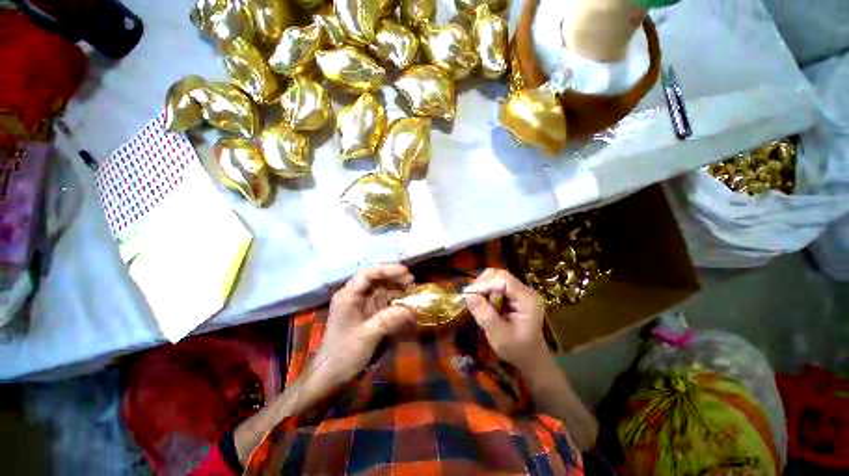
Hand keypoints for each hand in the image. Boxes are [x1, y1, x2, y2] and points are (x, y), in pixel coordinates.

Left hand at [302, 264, 414, 396]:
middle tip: (412, 282)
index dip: (387, 269)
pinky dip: (395, 300)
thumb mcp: (366, 336)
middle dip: (394, 278)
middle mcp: (354, 295)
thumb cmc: (343, 354)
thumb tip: (411, 309)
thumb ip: (388, 320)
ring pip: (381, 288)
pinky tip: (406, 302)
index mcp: (348, 296)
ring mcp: (361, 303)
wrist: (330, 375)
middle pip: (376, 278)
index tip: (405, 272)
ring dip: (397, 288)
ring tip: (412, 291)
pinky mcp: (368, 312)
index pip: (367, 274)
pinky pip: (384, 300)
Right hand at [463, 269, 549, 373]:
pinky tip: (482, 301)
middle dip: (482, 283)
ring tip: (475, 299)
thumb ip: (484, 314)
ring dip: (483, 285)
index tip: (468, 294)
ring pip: (497, 277)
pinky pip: (497, 284)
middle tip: (469, 296)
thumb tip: (467, 295)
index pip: (504, 280)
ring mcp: (521, 291)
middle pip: (500, 275)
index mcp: (527, 300)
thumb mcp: (498, 336)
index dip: (484, 283)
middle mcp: (526, 290)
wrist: (531, 359)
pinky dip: (486, 289)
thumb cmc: (516, 350)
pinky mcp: (514, 294)